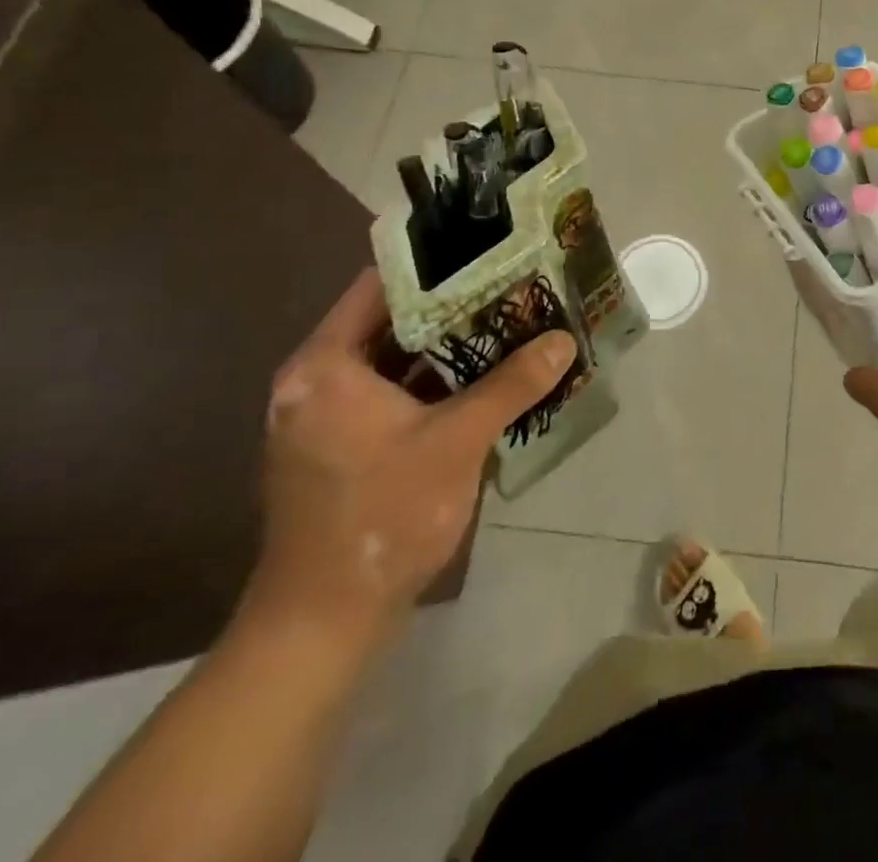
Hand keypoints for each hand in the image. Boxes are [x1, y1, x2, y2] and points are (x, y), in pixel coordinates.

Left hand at [239, 270, 574, 657]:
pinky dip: (431, 384)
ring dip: (446, 347)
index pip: (381, 286)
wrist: (322, 625)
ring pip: (392, 361)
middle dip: (452, 306)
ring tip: (506, 323)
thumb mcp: (457, 442)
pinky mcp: (338, 446)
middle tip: (511, 287)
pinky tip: (483, 378)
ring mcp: (323, 416)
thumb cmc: (382, 517)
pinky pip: (389, 394)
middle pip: (389, 322)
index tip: (488, 252)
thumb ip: (511, 385)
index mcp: (325, 365)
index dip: (436, 264)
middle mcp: (314, 380)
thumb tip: (563, 342)